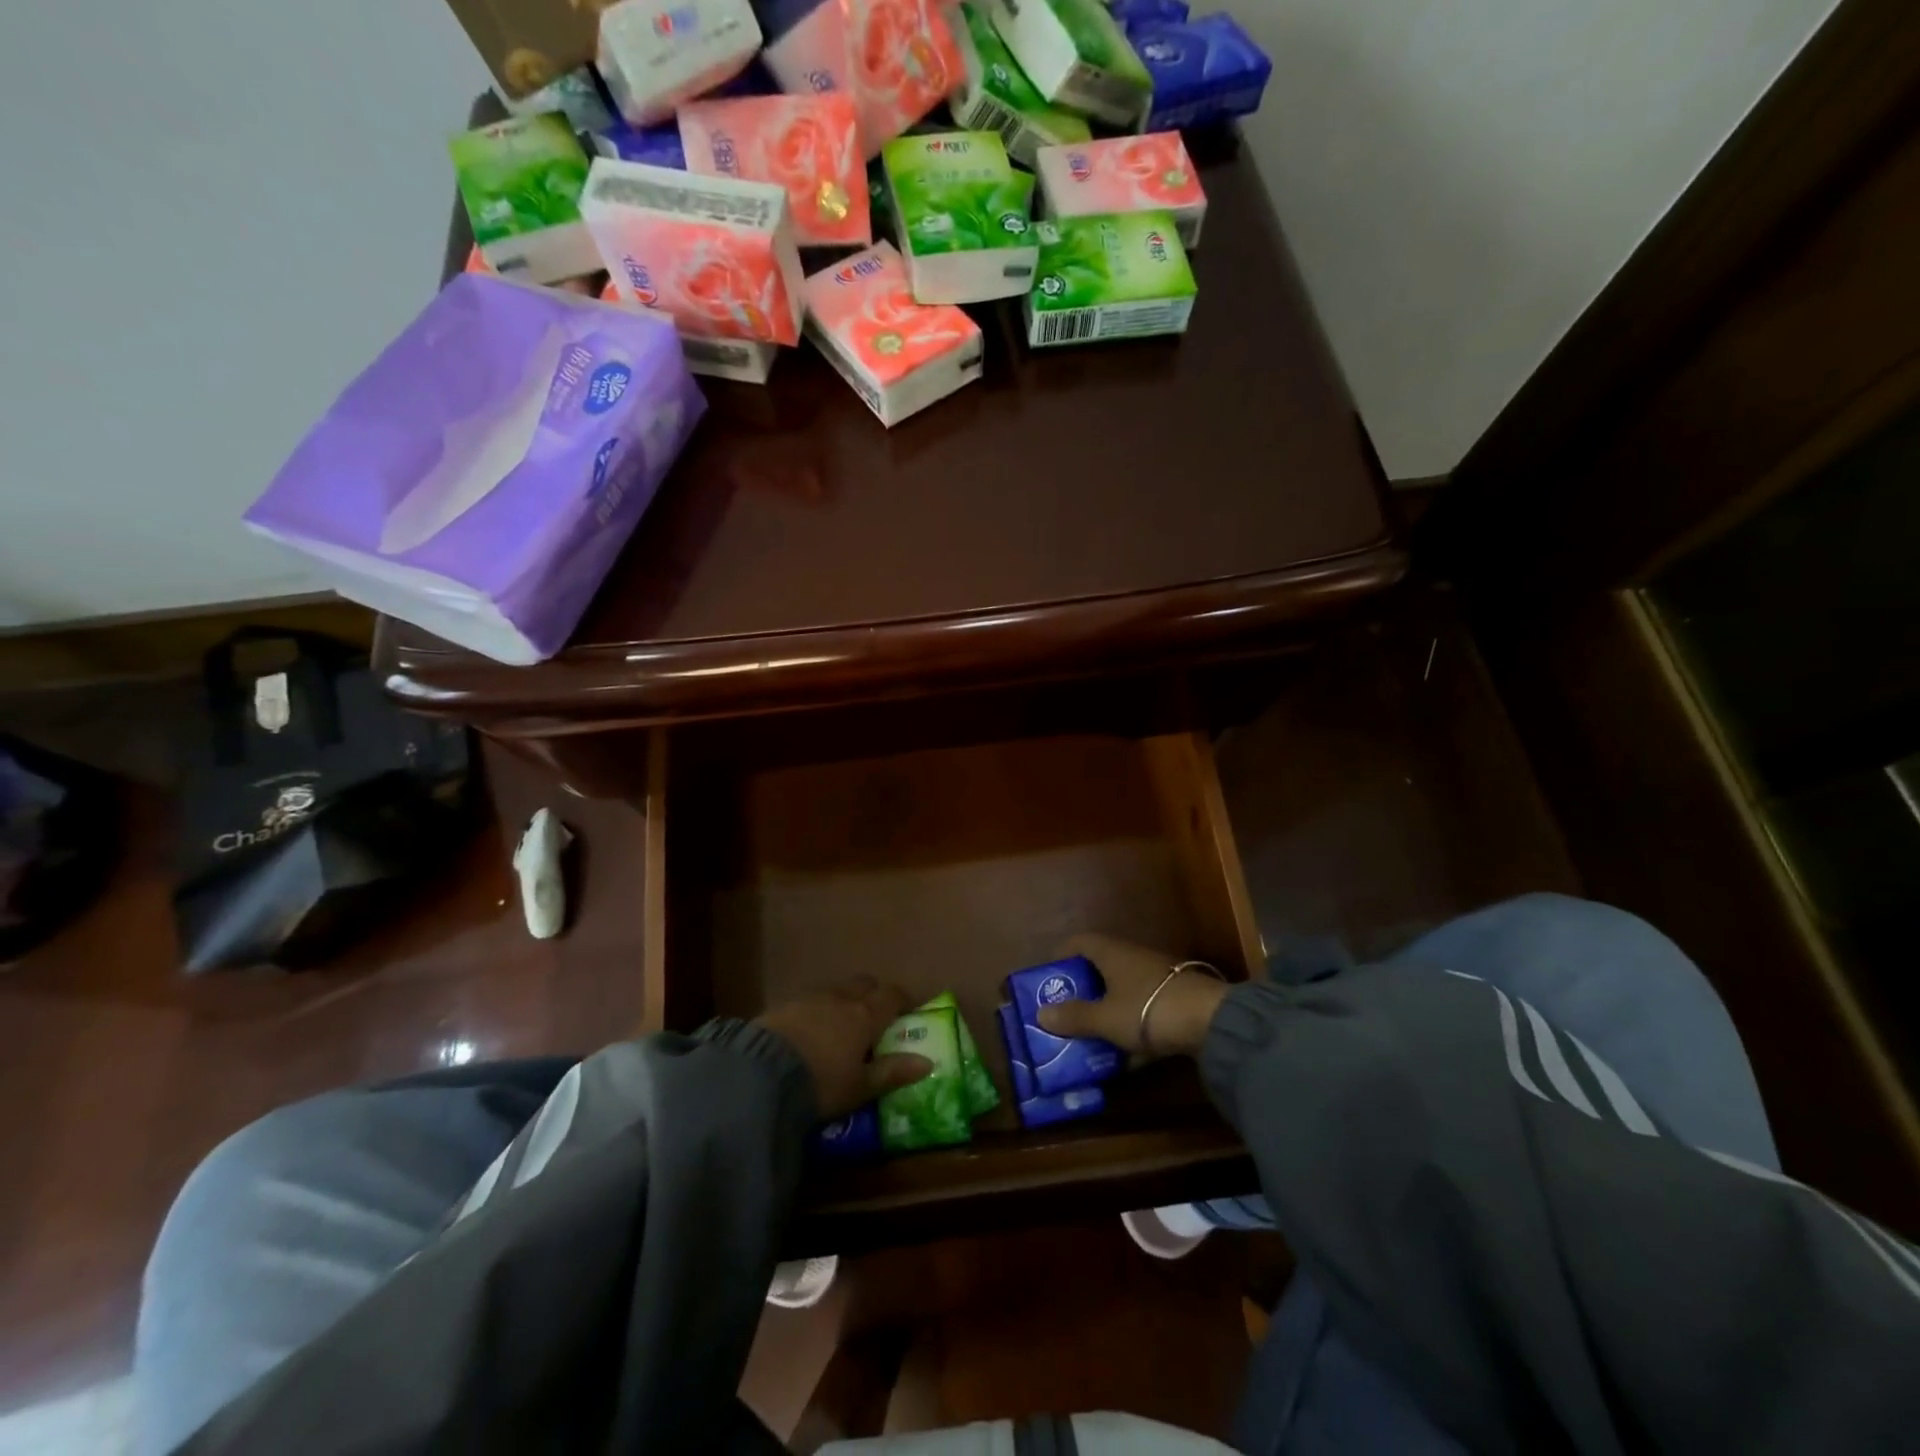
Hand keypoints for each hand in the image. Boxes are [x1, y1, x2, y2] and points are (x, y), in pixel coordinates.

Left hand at [757, 977, 932, 1117]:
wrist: (761, 1073)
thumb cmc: (821, 1082)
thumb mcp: (860, 1087)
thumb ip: (893, 1072)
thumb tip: (927, 1062)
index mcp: (866, 1014)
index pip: (892, 995)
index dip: (902, 1001)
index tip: (907, 1013)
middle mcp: (842, 997)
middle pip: (865, 984)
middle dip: (874, 995)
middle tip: (875, 1019)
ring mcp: (811, 996)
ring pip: (838, 989)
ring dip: (845, 1001)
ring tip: (841, 1027)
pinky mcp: (785, 1003)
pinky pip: (812, 999)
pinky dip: (819, 1009)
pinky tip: (812, 1031)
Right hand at [1035, 934, 1229, 1058]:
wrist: (1211, 1020)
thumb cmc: (1148, 1009)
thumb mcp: (1105, 1018)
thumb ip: (1075, 1017)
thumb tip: (1041, 1013)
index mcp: (1112, 953)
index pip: (1080, 942)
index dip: (1061, 955)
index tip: (1049, 977)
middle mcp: (1133, 958)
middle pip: (1101, 967)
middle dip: (1083, 989)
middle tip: (1065, 1011)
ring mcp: (1157, 978)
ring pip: (1123, 990)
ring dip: (1107, 1010)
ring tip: (1090, 1035)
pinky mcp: (1176, 999)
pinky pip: (1144, 1009)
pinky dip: (1132, 1027)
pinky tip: (1126, 1057)